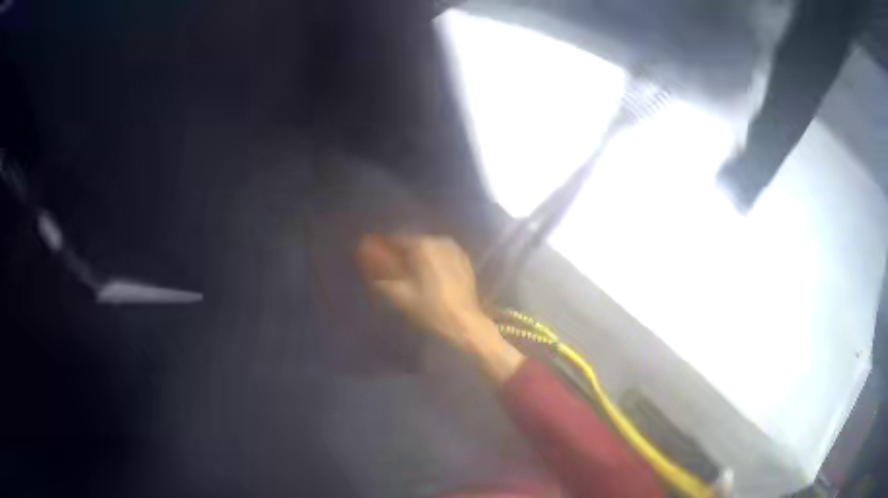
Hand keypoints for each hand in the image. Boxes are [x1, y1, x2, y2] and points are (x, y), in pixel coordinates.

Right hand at [356, 234, 523, 381]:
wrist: (465, 321)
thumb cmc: (431, 309)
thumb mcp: (400, 293)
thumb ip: (382, 272)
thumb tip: (368, 260)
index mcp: (422, 245)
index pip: (395, 240)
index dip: (382, 248)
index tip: (371, 255)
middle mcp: (439, 241)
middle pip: (412, 243)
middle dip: (399, 254)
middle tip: (388, 268)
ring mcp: (454, 249)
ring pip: (427, 249)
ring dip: (415, 257)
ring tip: (406, 274)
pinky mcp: (463, 259)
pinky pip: (440, 255)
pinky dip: (431, 261)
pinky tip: (426, 276)